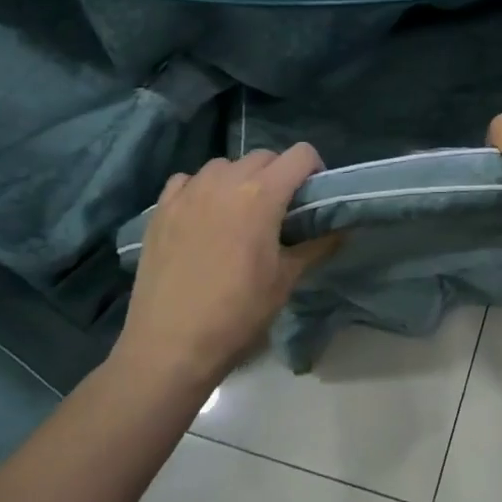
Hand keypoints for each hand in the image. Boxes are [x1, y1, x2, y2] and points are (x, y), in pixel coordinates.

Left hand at [116, 145, 335, 386]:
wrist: (170, 346)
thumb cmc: (238, 313)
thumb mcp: (287, 279)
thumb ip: (317, 245)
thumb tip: (340, 228)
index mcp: (261, 195)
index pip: (300, 155)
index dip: (314, 170)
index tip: (313, 196)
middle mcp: (224, 182)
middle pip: (263, 156)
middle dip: (279, 174)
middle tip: (281, 209)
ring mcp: (188, 193)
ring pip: (223, 165)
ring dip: (239, 179)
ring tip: (240, 212)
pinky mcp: (160, 210)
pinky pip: (187, 181)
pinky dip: (201, 189)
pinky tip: (203, 217)